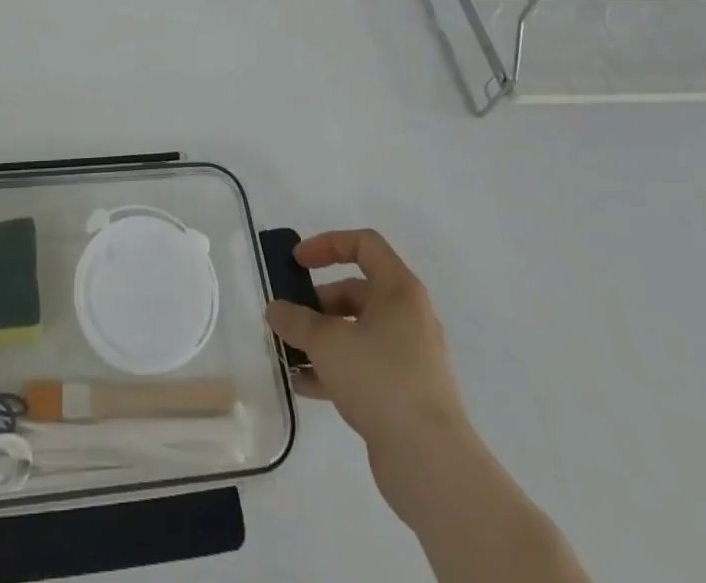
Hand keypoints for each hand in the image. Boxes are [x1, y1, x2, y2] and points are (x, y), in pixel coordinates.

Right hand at [265, 229, 464, 448]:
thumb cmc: (380, 379)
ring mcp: (409, 357)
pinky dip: (334, 369)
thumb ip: (296, 320)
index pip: (364, 244)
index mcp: (399, 290)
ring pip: (357, 332)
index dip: (327, 244)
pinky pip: (363, 366)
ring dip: (322, 338)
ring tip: (288, 352)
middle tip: (288, 317)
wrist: (430, 462)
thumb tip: (275, 309)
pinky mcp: (405, 393)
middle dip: (317, 302)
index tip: (297, 262)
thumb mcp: (327, 342)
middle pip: (357, 291)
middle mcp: (408, 316)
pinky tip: (303, 385)